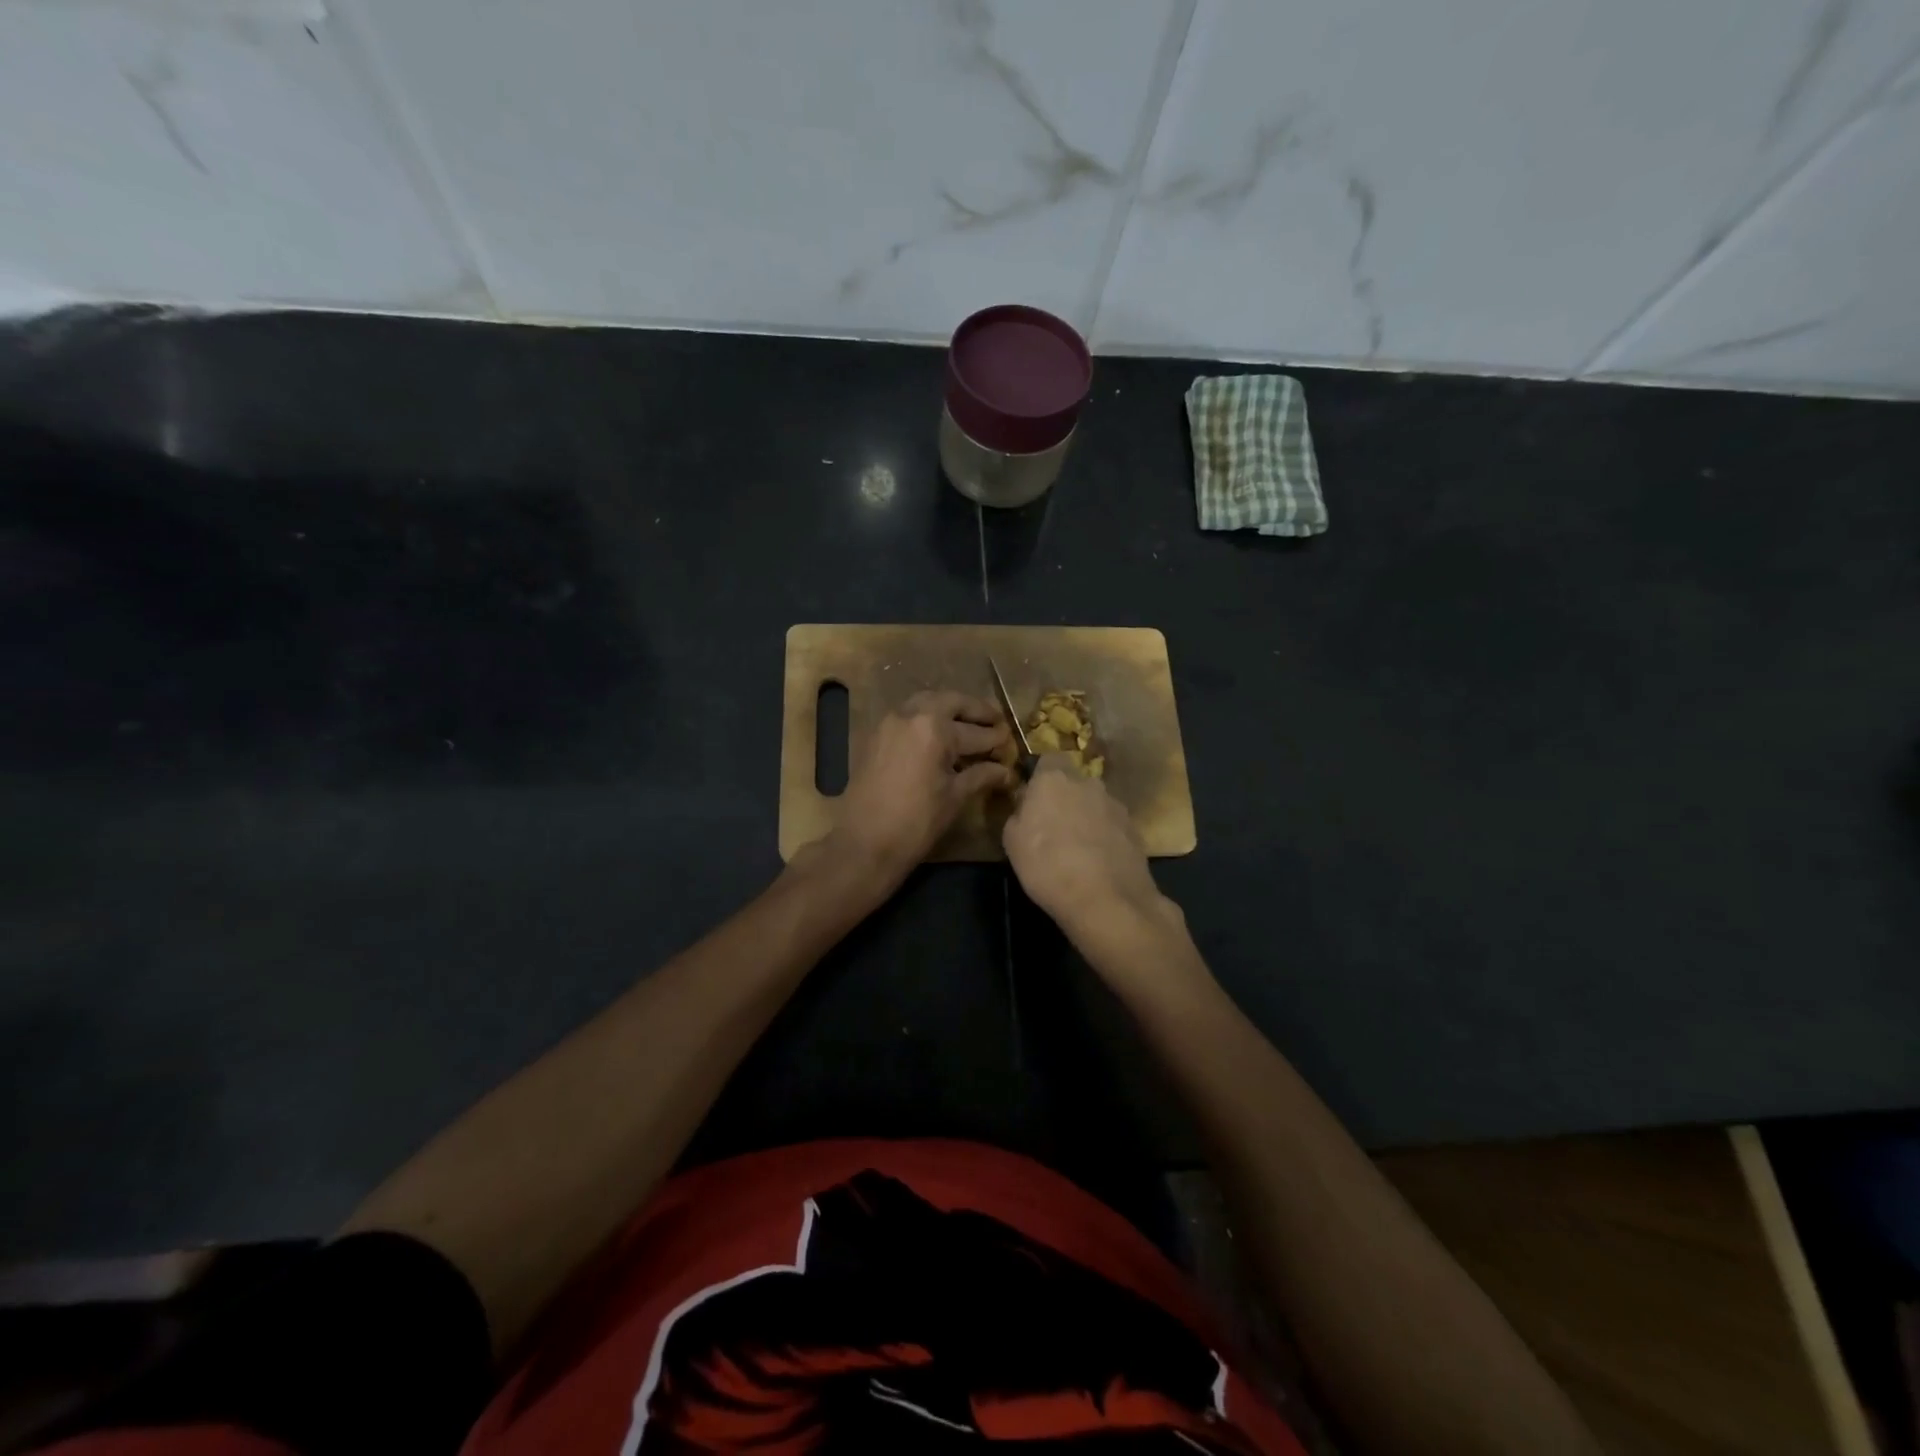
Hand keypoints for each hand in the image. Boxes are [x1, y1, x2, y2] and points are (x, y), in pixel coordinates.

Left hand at [824, 691, 1011, 889]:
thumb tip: (1006, 771)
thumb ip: (981, 776)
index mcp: (934, 728)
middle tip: (995, 721)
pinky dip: (927, 718)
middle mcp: (911, 714)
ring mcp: (890, 722)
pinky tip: (939, 737)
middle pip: (951, 702)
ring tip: (968, 725)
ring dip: (950, 709)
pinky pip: (908, 715)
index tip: (1011, 742)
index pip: (975, 731)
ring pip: (926, 703)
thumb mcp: (955, 797)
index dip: (996, 739)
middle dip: (975, 711)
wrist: (864, 842)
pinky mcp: (876, 734)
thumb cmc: (916, 822)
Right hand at [1003, 758, 1172, 941]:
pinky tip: (1098, 863)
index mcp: (1054, 778)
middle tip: (1054, 827)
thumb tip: (1027, 805)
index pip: (1048, 759)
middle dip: (1065, 798)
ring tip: (1078, 850)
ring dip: (1087, 818)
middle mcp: (1088, 783)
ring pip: (1095, 804)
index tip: (1033, 799)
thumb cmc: (1047, 865)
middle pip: (1074, 782)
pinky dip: (1105, 838)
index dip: (1041, 777)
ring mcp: (1116, 805)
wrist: (1105, 900)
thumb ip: (1019, 813)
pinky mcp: (1135, 830)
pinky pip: (1113, 826)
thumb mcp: (1011, 840)